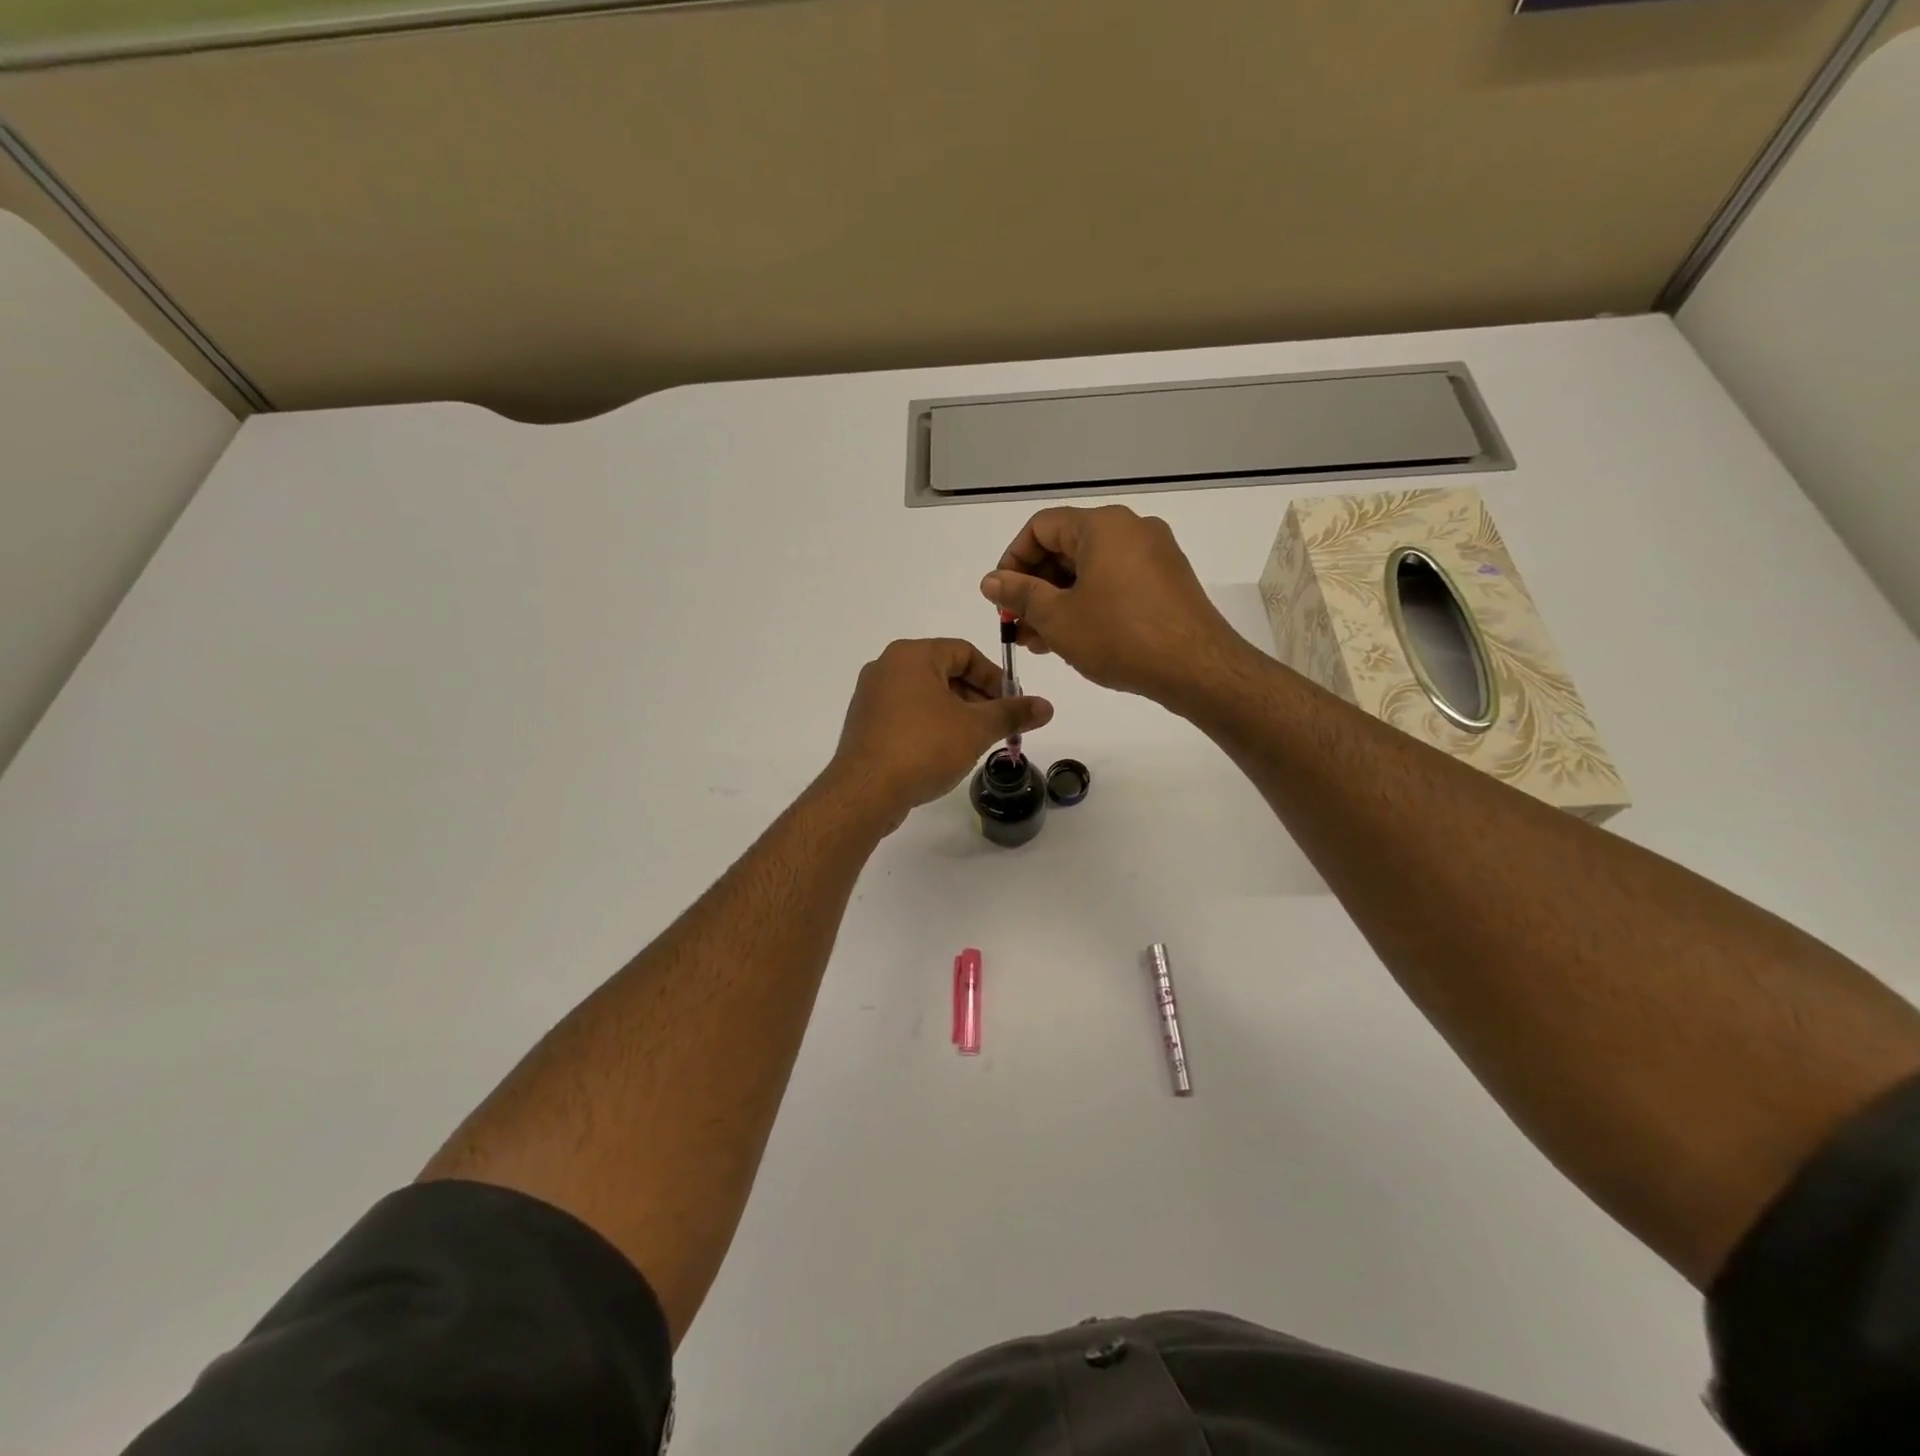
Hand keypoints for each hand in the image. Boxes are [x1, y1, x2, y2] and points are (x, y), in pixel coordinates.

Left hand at [829, 639, 1053, 830]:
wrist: (866, 791)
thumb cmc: (924, 747)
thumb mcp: (976, 729)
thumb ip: (1012, 713)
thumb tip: (1047, 706)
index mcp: (912, 655)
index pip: (964, 653)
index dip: (994, 677)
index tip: (1012, 704)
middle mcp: (887, 667)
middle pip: (944, 673)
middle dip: (977, 698)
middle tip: (998, 726)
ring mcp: (871, 697)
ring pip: (926, 696)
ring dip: (956, 714)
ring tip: (975, 742)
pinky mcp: (865, 725)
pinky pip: (906, 716)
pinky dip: (931, 727)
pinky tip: (944, 753)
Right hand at [980, 505, 1241, 702]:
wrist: (1197, 668)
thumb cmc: (1120, 637)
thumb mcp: (1058, 618)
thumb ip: (1020, 594)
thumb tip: (990, 580)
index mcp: (1102, 526)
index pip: (1040, 527)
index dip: (1012, 560)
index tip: (1001, 598)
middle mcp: (1131, 528)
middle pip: (1067, 547)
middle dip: (1035, 587)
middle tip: (1017, 626)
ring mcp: (1154, 554)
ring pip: (1091, 570)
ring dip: (1059, 601)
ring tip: (1039, 641)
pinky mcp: (1168, 581)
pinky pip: (1116, 582)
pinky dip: (1089, 604)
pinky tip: (1075, 638)